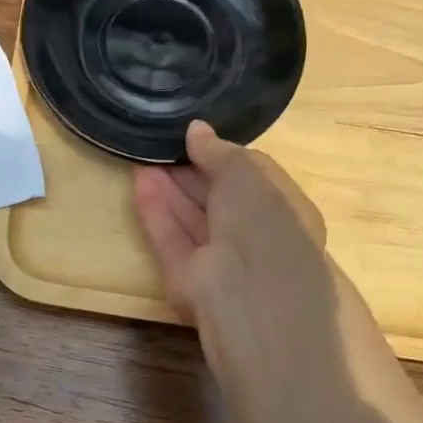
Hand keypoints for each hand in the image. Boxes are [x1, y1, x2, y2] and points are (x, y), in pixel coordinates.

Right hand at [133, 119, 329, 326]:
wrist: (249, 292)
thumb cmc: (264, 222)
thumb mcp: (247, 172)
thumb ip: (220, 151)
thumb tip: (195, 130)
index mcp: (283, 211)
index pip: (250, 179)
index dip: (222, 157)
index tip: (193, 138)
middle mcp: (253, 237)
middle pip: (217, 200)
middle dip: (190, 173)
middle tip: (161, 146)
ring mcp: (219, 261)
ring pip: (191, 219)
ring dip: (168, 189)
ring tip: (142, 157)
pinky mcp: (187, 278)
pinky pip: (171, 238)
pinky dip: (156, 211)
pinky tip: (139, 181)